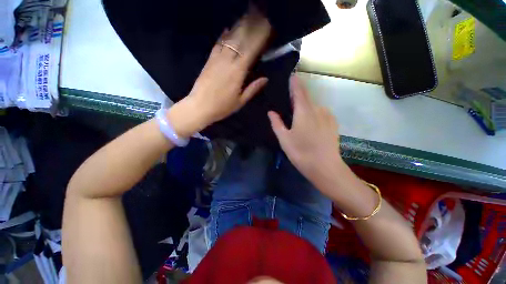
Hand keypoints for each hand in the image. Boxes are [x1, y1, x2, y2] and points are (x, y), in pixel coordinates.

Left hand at [168, 5, 270, 137]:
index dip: (260, 38)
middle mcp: (228, 61)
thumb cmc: (222, 107)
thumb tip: (265, 78)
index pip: (251, 50)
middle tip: (260, 16)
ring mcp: (216, 59)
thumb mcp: (240, 101)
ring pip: (229, 39)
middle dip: (251, 27)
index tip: (268, 28)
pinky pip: (218, 44)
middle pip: (241, 40)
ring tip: (247, 18)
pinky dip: (224, 35)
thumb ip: (253, 89)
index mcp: (237, 72)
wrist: (199, 107)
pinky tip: (228, 29)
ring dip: (239, 27)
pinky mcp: (209, 60)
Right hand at [268, 75, 342, 182]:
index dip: (295, 82)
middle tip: (290, 102)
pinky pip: (321, 113)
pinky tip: (310, 124)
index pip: (299, 91)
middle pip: (307, 98)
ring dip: (306, 107)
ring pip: (314, 106)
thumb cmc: (301, 153)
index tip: (292, 75)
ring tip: (299, 116)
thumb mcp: (284, 139)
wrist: (326, 168)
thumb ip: (277, 123)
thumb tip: (271, 112)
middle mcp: (318, 109)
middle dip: (298, 97)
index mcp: (304, 111)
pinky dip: (314, 114)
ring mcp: (328, 116)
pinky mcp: (333, 124)